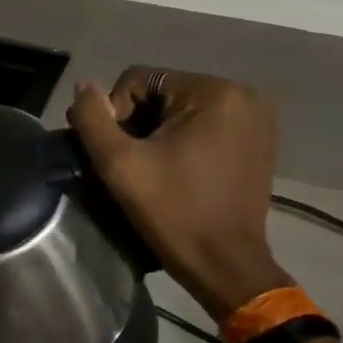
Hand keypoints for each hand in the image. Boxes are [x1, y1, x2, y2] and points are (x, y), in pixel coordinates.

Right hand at [67, 69, 290, 320]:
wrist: (224, 263)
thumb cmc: (172, 211)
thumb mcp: (119, 164)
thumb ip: (93, 118)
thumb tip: (83, 85)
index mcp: (213, 92)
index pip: (139, 79)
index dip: (115, 113)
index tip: (116, 154)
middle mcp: (242, 95)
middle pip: (162, 92)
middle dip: (138, 122)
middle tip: (130, 163)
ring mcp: (256, 119)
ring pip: (182, 109)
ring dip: (158, 133)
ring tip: (151, 169)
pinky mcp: (259, 142)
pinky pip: (206, 125)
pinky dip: (184, 141)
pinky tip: (177, 171)